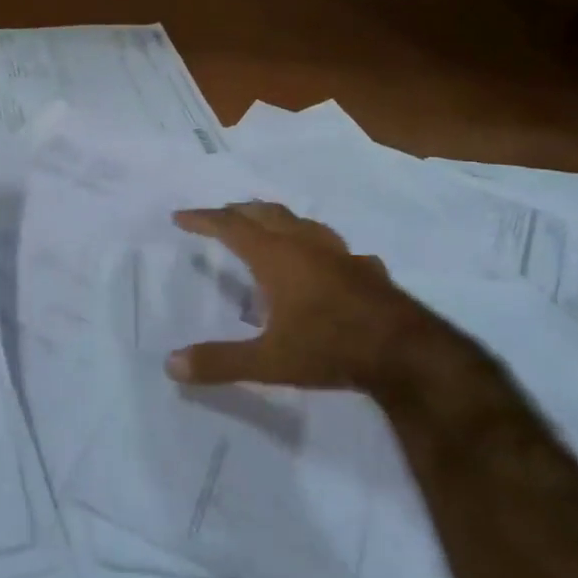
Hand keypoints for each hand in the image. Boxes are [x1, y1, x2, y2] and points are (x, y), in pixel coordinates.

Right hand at [163, 202, 444, 392]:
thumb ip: (220, 362)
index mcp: (275, 257)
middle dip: (237, 212)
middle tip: (218, 217)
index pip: (230, 227)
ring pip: (300, 222)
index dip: (203, 219)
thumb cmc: (330, 348)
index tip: (180, 217)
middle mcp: (304, 244)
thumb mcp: (268, 361)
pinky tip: (324, 263)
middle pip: (264, 214)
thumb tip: (170, 365)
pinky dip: (316, 247)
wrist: (406, 353)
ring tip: (265, 226)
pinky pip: (333, 247)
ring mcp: (339, 253)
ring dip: (276, 219)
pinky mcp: (365, 268)